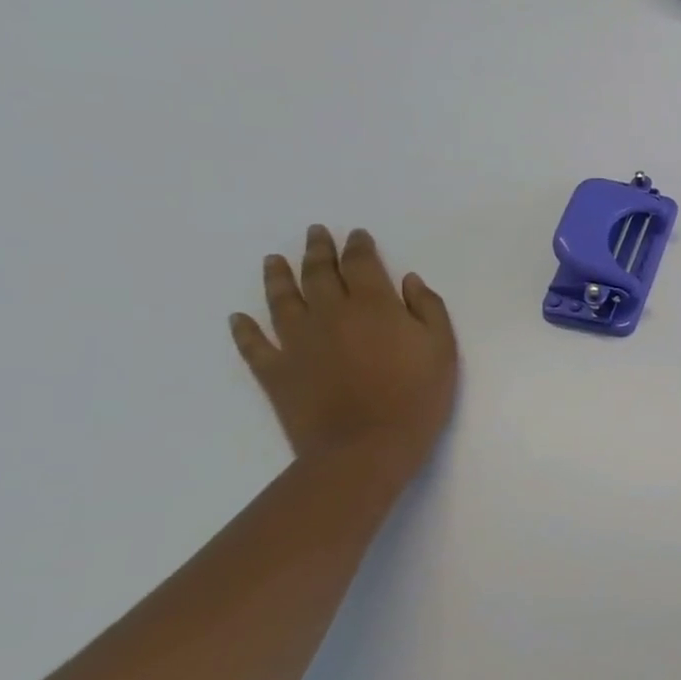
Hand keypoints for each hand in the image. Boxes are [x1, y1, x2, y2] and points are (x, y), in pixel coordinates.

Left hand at [230, 226, 458, 474]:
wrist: (366, 446)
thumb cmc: (417, 395)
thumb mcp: (442, 348)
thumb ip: (428, 308)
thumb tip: (409, 280)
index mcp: (374, 305)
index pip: (362, 264)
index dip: (358, 246)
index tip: (356, 234)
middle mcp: (330, 314)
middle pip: (319, 274)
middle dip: (318, 250)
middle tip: (315, 233)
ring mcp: (297, 342)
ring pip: (282, 300)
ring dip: (278, 276)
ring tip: (274, 259)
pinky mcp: (275, 371)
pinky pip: (253, 344)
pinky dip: (243, 329)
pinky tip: (238, 318)